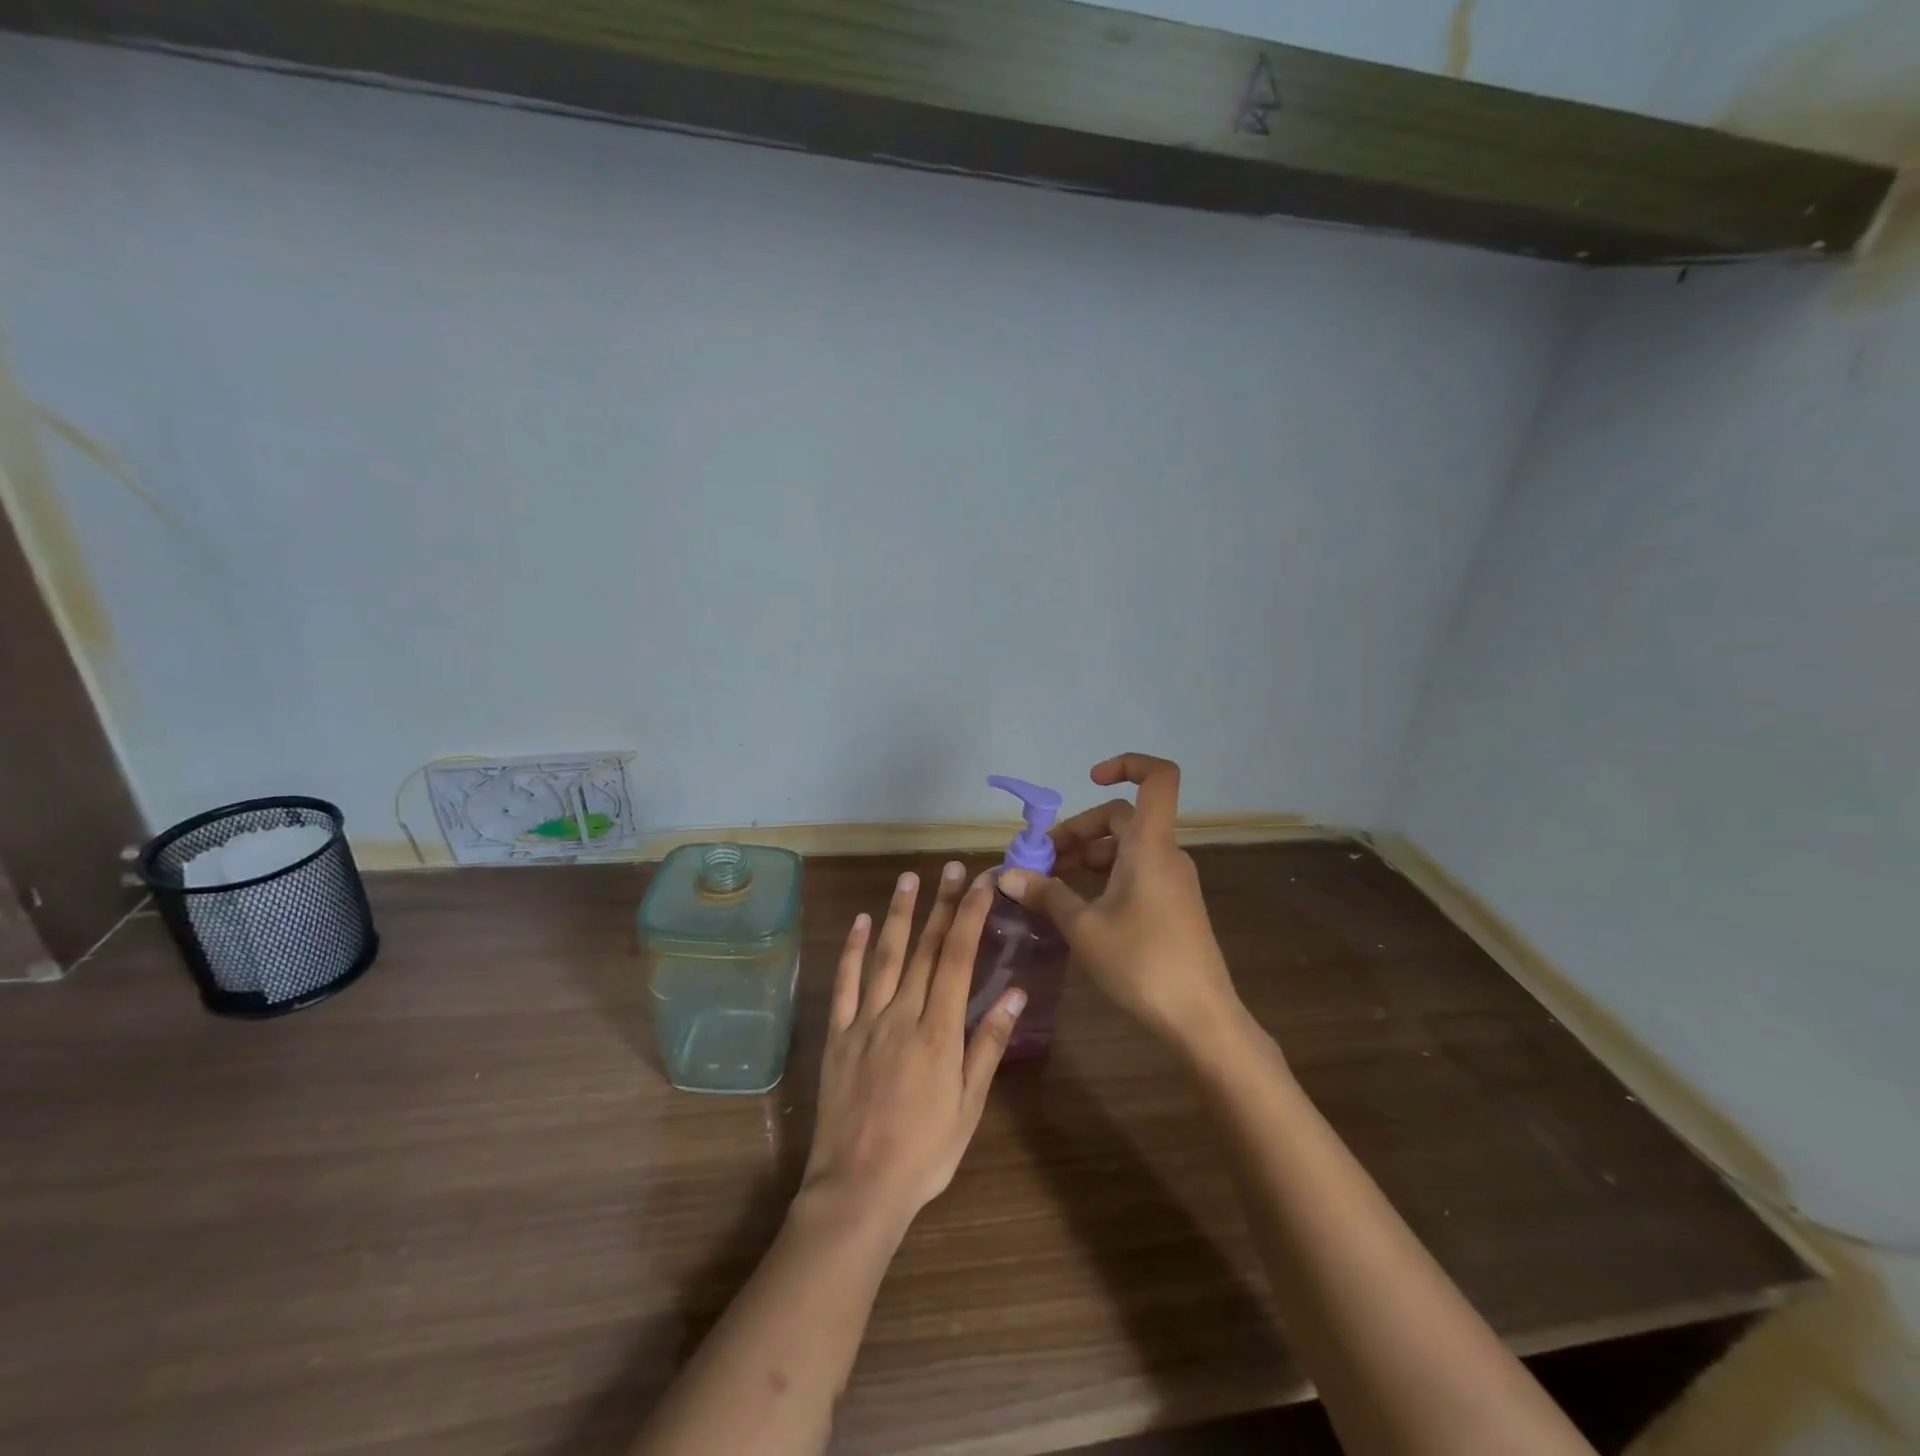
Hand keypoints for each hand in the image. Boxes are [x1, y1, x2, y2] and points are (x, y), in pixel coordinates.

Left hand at [802, 863, 1025, 1224]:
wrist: (858, 1188)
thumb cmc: (925, 1151)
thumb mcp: (969, 1105)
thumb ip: (988, 1044)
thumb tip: (1014, 993)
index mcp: (939, 1031)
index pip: (958, 958)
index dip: (971, 916)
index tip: (982, 883)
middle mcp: (902, 1014)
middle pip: (925, 948)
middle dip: (942, 904)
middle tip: (951, 868)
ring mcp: (865, 1021)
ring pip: (885, 955)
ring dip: (898, 914)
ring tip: (909, 878)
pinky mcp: (837, 1034)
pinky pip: (844, 983)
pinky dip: (852, 950)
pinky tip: (859, 922)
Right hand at [999, 754, 1243, 1052]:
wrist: (1201, 1020)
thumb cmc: (1142, 964)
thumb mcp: (1083, 928)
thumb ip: (1046, 894)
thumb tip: (1007, 875)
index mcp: (1149, 846)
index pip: (1157, 778)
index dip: (1127, 765)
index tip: (1089, 780)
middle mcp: (1165, 854)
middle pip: (1122, 818)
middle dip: (1078, 830)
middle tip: (1041, 859)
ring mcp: (1172, 881)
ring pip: (1126, 848)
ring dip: (1087, 855)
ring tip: (1051, 884)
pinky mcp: (1173, 905)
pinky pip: (1135, 871)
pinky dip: (1104, 876)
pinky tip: (1078, 905)